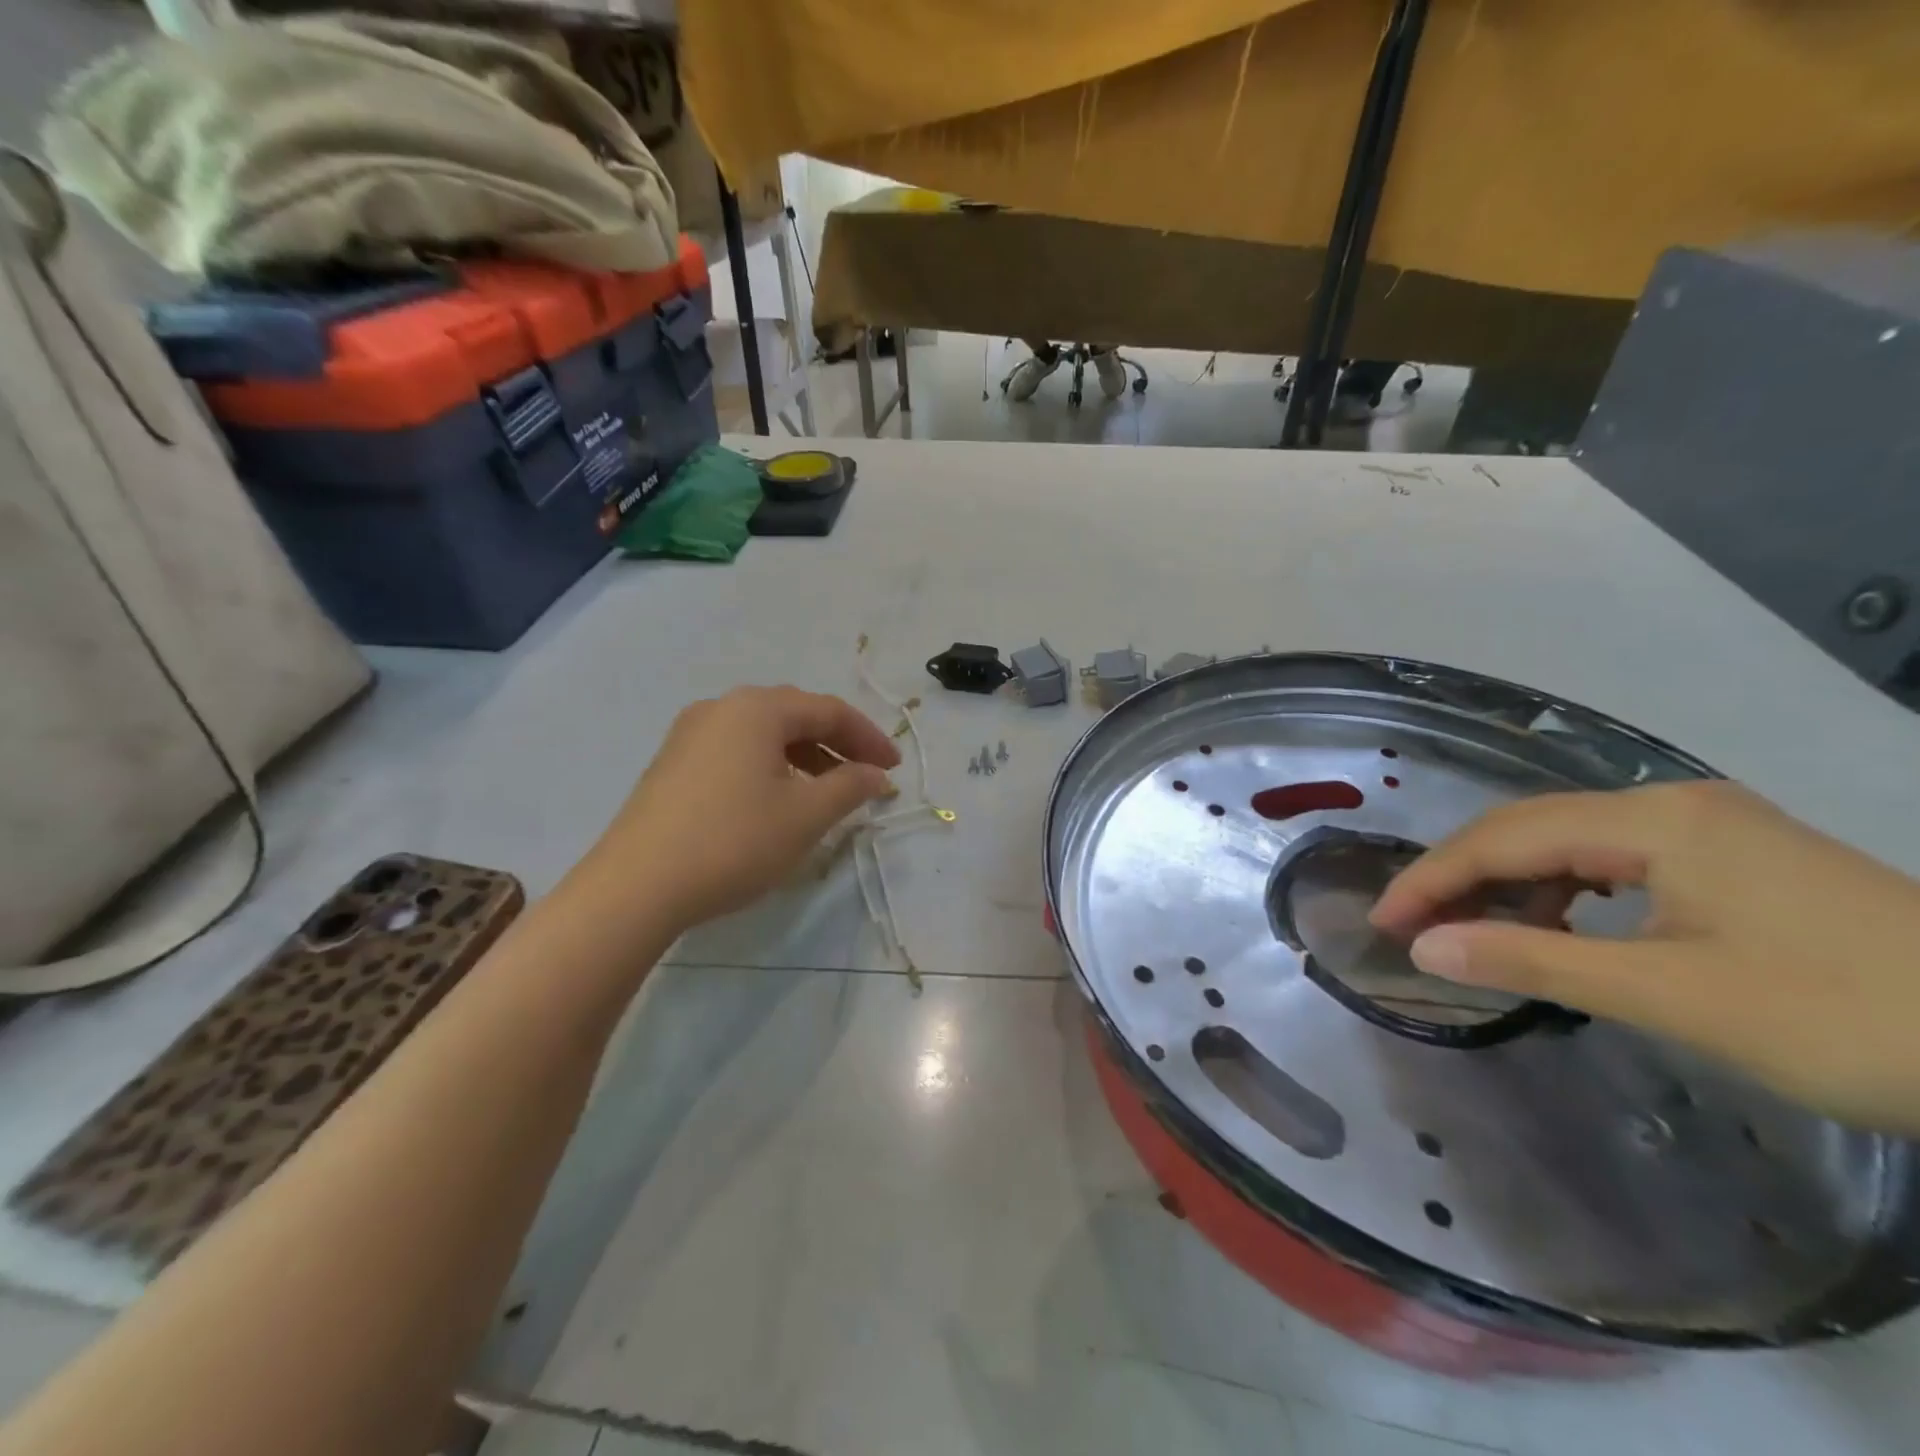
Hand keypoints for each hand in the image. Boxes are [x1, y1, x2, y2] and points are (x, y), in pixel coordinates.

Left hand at [565, 686, 899, 936]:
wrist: (636, 886)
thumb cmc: (734, 841)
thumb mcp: (805, 816)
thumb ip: (850, 787)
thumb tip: (877, 775)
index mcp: (757, 708)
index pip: (829, 710)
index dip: (869, 737)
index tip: (895, 769)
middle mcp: (722, 708)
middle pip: (795, 715)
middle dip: (838, 744)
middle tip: (867, 776)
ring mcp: (690, 734)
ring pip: (764, 734)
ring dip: (805, 757)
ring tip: (828, 792)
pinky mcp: (673, 763)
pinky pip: (737, 751)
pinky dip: (771, 767)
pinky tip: (778, 800)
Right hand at [1370, 782, 1919, 1133]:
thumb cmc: (1854, 1018)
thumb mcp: (1674, 995)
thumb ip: (1536, 962)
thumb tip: (1426, 949)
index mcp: (1654, 820)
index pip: (1504, 838)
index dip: (1433, 878)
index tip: (1383, 923)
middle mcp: (1671, 805)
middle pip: (1529, 829)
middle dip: (1460, 876)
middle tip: (1411, 926)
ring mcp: (1707, 829)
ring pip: (1569, 844)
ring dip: (1509, 884)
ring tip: (1471, 931)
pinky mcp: (1734, 861)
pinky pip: (1614, 862)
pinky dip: (1563, 893)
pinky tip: (1556, 928)